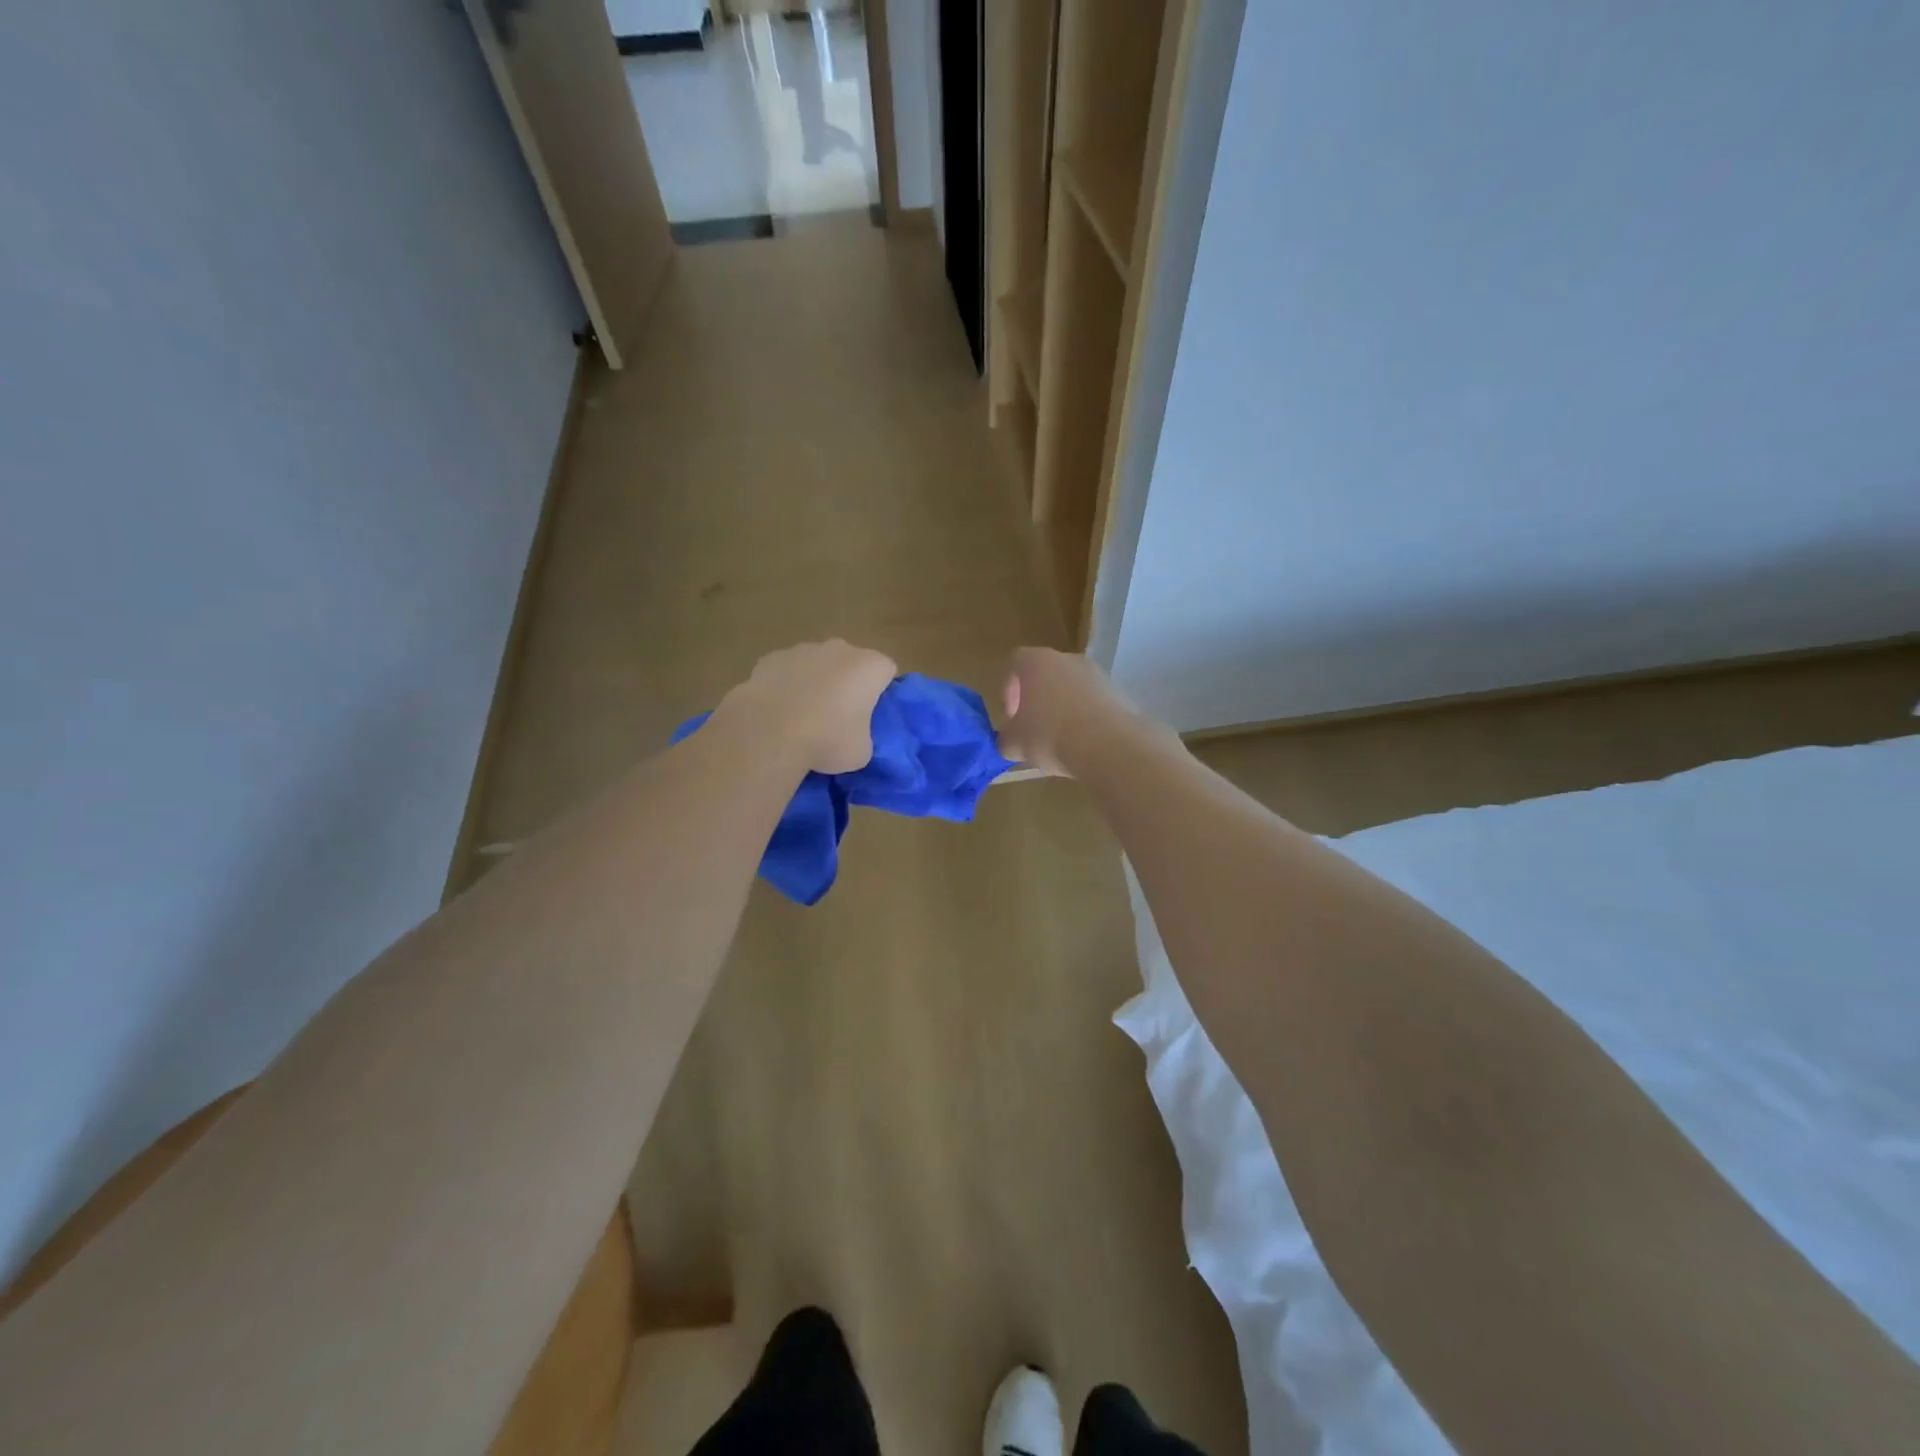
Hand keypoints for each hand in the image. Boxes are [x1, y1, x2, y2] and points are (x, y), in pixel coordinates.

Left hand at [715, 640, 896, 775]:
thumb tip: (851, 735)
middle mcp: (840, 649)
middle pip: (851, 662)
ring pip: (817, 664)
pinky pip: (787, 671)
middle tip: (838, 717)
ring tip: (803, 717)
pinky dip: (786, 685)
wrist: (770, 732)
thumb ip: (863, 736)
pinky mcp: (772, 658)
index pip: (886, 671)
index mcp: (870, 667)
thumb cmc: (828, 740)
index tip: (870, 715)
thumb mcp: (862, 751)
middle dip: (847, 683)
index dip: (880, 693)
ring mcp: (803, 649)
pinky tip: (778, 711)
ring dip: (815, 683)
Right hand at [998, 648, 1137, 776]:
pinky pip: (1093, 703)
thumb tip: (1009, 741)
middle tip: (1033, 730)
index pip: (1014, 664)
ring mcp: (1097, 674)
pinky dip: (1085, 719)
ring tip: (1059, 741)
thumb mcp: (1015, 744)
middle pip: (1045, 675)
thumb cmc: (1050, 736)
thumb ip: (1006, 739)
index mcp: (1036, 662)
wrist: (1108, 746)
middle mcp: (1067, 659)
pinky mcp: (1119, 693)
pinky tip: (1083, 743)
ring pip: (1071, 689)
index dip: (1008, 691)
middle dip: (1037, 701)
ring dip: (1062, 710)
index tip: (1011, 718)